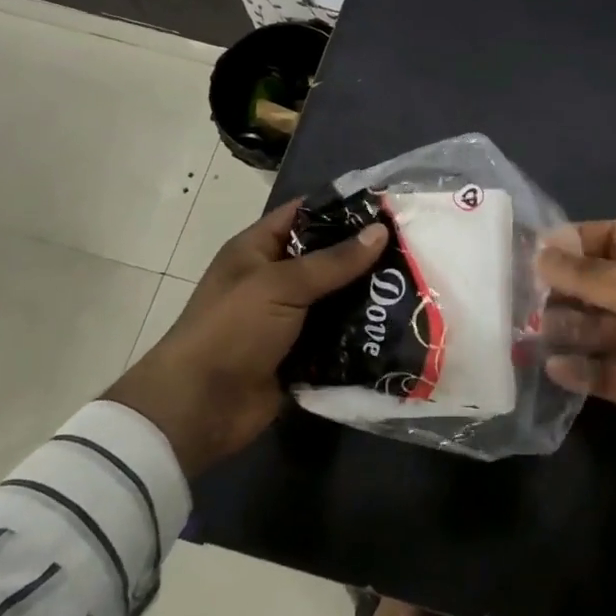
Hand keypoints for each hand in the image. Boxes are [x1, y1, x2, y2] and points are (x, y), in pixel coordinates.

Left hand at [104, 200, 387, 476]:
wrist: (199, 409)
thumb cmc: (232, 330)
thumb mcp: (280, 285)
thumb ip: (333, 261)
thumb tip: (381, 231)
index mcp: (258, 250)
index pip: (304, 215)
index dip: (342, 208)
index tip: (388, 206)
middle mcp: (275, 279)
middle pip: (327, 257)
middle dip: (366, 255)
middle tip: (414, 247)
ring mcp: (289, 318)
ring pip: (338, 298)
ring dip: (369, 296)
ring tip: (416, 285)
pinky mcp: (303, 354)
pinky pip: (339, 336)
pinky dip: (363, 333)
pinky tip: (400, 325)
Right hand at [538, 221, 615, 513]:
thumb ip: (592, 276)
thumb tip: (541, 254)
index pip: (614, 238)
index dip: (577, 240)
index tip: (536, 251)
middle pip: (598, 284)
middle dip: (563, 288)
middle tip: (521, 295)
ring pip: (595, 328)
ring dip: (565, 329)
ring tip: (531, 333)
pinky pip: (600, 370)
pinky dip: (578, 369)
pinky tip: (554, 368)